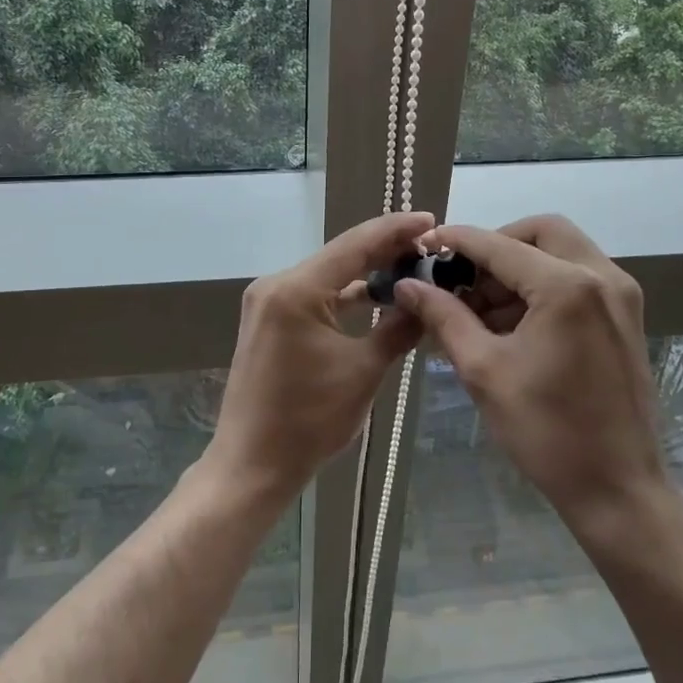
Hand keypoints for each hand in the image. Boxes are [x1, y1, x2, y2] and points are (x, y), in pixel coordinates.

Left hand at [205, 211, 432, 499]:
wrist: (252, 464)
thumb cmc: (309, 421)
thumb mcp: (364, 372)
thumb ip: (398, 328)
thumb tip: (427, 301)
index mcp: (295, 290)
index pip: (355, 245)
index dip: (395, 230)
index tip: (431, 219)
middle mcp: (276, 284)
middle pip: (340, 255)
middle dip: (384, 248)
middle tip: (428, 243)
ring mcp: (268, 302)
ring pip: (327, 274)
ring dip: (365, 272)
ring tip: (410, 265)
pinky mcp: (268, 320)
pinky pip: (314, 295)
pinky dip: (343, 295)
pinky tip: (374, 295)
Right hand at [392, 215, 666, 533]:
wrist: (619, 489)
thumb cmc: (547, 431)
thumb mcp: (484, 370)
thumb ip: (444, 317)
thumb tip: (407, 286)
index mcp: (567, 286)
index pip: (500, 245)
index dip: (457, 241)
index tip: (424, 246)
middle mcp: (602, 276)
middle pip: (541, 231)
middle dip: (497, 246)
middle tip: (463, 277)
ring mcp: (621, 294)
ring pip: (562, 251)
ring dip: (520, 266)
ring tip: (480, 307)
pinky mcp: (626, 315)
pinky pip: (579, 276)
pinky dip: (543, 284)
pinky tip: (513, 322)